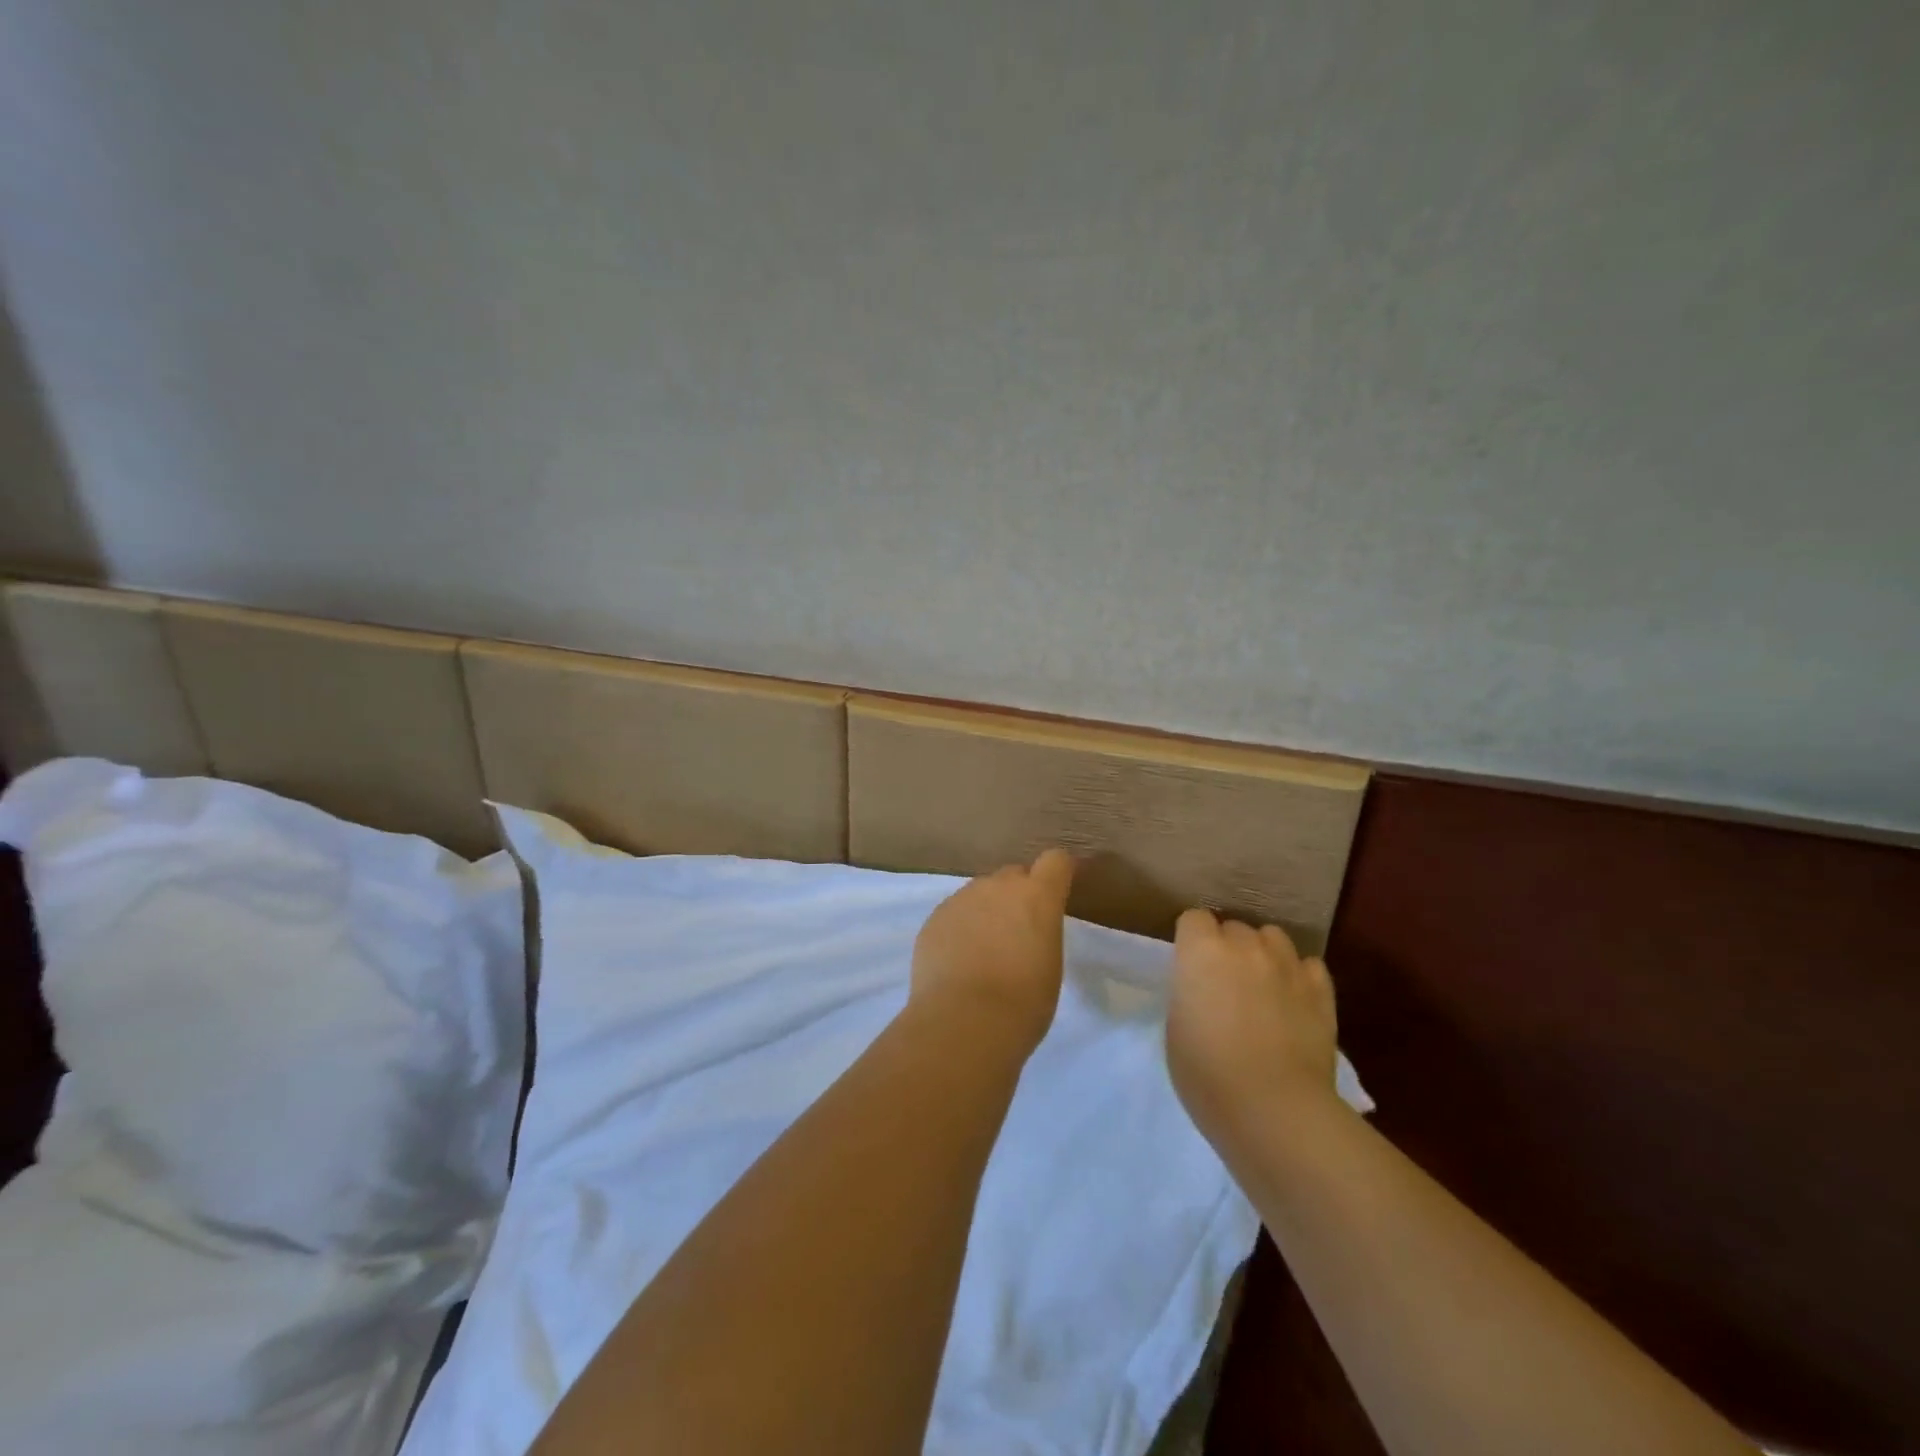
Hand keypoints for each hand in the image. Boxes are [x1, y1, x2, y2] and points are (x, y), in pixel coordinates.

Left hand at [910, 849, 1075, 1050]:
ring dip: (986, 912)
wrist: (964, 1021)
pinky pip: (954, 914)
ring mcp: (962, 898)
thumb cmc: (1023, 1001)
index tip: (1059, 891)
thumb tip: (1024, 934)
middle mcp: (998, 886)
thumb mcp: (1049, 965)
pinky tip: (958, 963)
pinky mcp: (934, 918)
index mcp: (1037, 896)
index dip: (1058, 873)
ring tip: (984, 952)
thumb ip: (1039, 933)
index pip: (1056, 861)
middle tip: (1018, 932)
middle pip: (1013, 875)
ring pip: (980, 894)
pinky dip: (960, 929)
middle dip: (1018, 895)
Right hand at [1166, 908, 1338, 1143]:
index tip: (1190, 968)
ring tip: (1262, 986)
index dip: (1192, 941)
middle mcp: (1245, 946)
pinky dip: (1299, 976)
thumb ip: (1190, 992)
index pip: (1194, 919)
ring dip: (1264, 954)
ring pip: (1273, 937)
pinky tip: (1294, 1000)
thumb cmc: (1207, 1073)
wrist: (1273, 1109)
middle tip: (1225, 984)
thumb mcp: (1176, 1026)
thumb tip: (1204, 988)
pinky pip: (1308, 965)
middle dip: (1228, 948)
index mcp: (1201, 951)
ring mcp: (1287, 965)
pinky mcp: (1321, 991)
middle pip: (1234, 928)